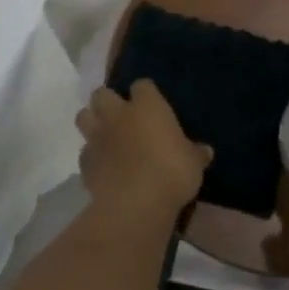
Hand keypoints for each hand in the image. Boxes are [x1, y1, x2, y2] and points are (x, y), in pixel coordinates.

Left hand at [75, 81, 212, 225]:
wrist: (135, 204)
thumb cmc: (171, 173)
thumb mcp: (193, 164)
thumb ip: (196, 154)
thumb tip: (205, 151)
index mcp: (147, 106)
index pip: (142, 85)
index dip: (145, 93)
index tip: (152, 104)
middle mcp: (118, 114)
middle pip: (102, 93)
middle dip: (108, 100)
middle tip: (120, 115)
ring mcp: (98, 137)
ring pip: (83, 116)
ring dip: (92, 121)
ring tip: (105, 134)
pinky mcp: (85, 162)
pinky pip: (84, 151)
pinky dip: (91, 155)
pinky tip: (102, 166)